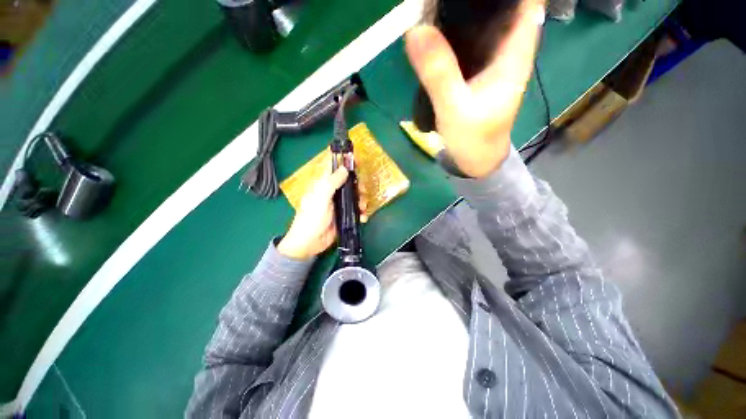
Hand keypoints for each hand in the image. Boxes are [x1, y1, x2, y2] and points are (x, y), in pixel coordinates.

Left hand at [278, 167, 367, 259]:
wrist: (310, 243)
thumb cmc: (311, 218)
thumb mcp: (321, 198)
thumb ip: (332, 183)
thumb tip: (345, 168)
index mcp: (324, 185)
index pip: (335, 169)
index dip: (345, 163)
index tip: (358, 162)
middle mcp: (333, 192)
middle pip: (349, 183)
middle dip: (359, 185)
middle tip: (363, 191)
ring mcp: (339, 205)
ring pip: (355, 196)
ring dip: (362, 200)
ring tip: (362, 207)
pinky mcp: (345, 216)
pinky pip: (356, 210)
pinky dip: (362, 213)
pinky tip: (363, 217)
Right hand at [405, 0, 544, 177]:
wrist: (475, 159)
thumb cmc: (473, 138)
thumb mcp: (455, 108)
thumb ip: (439, 73)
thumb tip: (415, 30)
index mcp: (515, 51)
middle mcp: (507, 48)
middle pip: (501, 5)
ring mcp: (490, 59)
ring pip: (483, 19)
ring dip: (464, 9)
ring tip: (437, 4)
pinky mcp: (475, 70)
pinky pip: (468, 39)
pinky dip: (454, 29)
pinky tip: (436, 25)